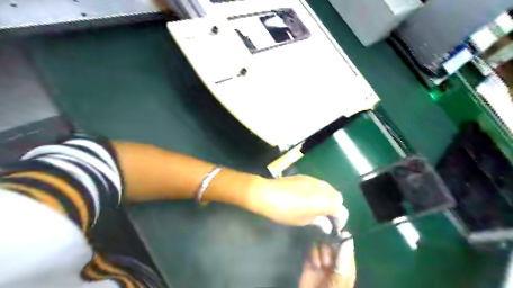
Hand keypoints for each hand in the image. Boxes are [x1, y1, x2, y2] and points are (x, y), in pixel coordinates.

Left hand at [249, 176, 347, 227]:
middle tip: (327, 217)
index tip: (334, 226)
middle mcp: (323, 188)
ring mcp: (314, 180)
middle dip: (336, 207)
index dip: (340, 220)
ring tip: (319, 207)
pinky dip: (320, 191)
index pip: (341, 210)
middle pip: (337, 197)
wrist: (266, 193)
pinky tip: (310, 197)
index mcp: (324, 201)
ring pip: (329, 188)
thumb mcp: (302, 220)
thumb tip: (326, 224)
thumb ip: (318, 221)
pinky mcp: (306, 176)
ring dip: (328, 198)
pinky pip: (319, 183)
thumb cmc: (284, 211)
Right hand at [299, 234, 354, 287]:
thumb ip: (343, 263)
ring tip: (320, 265)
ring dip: (321, 251)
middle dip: (330, 249)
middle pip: (333, 243)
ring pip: (323, 243)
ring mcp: (322, 260)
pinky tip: (313, 264)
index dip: (342, 242)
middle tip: (327, 262)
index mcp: (346, 267)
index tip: (338, 236)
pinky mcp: (311, 260)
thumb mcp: (339, 282)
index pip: (346, 248)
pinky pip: (313, 248)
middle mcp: (335, 261)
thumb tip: (347, 242)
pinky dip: (313, 253)